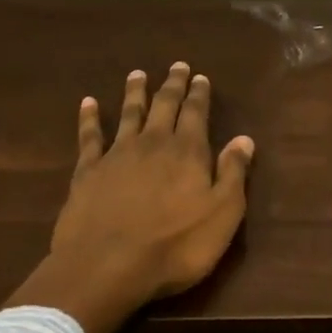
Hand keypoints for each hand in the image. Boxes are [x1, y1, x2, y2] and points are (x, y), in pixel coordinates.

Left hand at [10, 62, 253, 332]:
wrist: (107, 266)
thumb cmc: (175, 246)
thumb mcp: (222, 214)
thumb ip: (233, 174)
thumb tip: (244, 139)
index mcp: (188, 152)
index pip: (196, 113)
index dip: (199, 94)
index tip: (201, 77)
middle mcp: (153, 143)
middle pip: (164, 106)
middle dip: (172, 85)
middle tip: (177, 66)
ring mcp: (116, 155)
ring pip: (128, 114)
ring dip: (135, 92)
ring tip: (138, 74)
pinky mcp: (87, 171)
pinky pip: (89, 136)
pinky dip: (89, 117)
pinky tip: (88, 103)